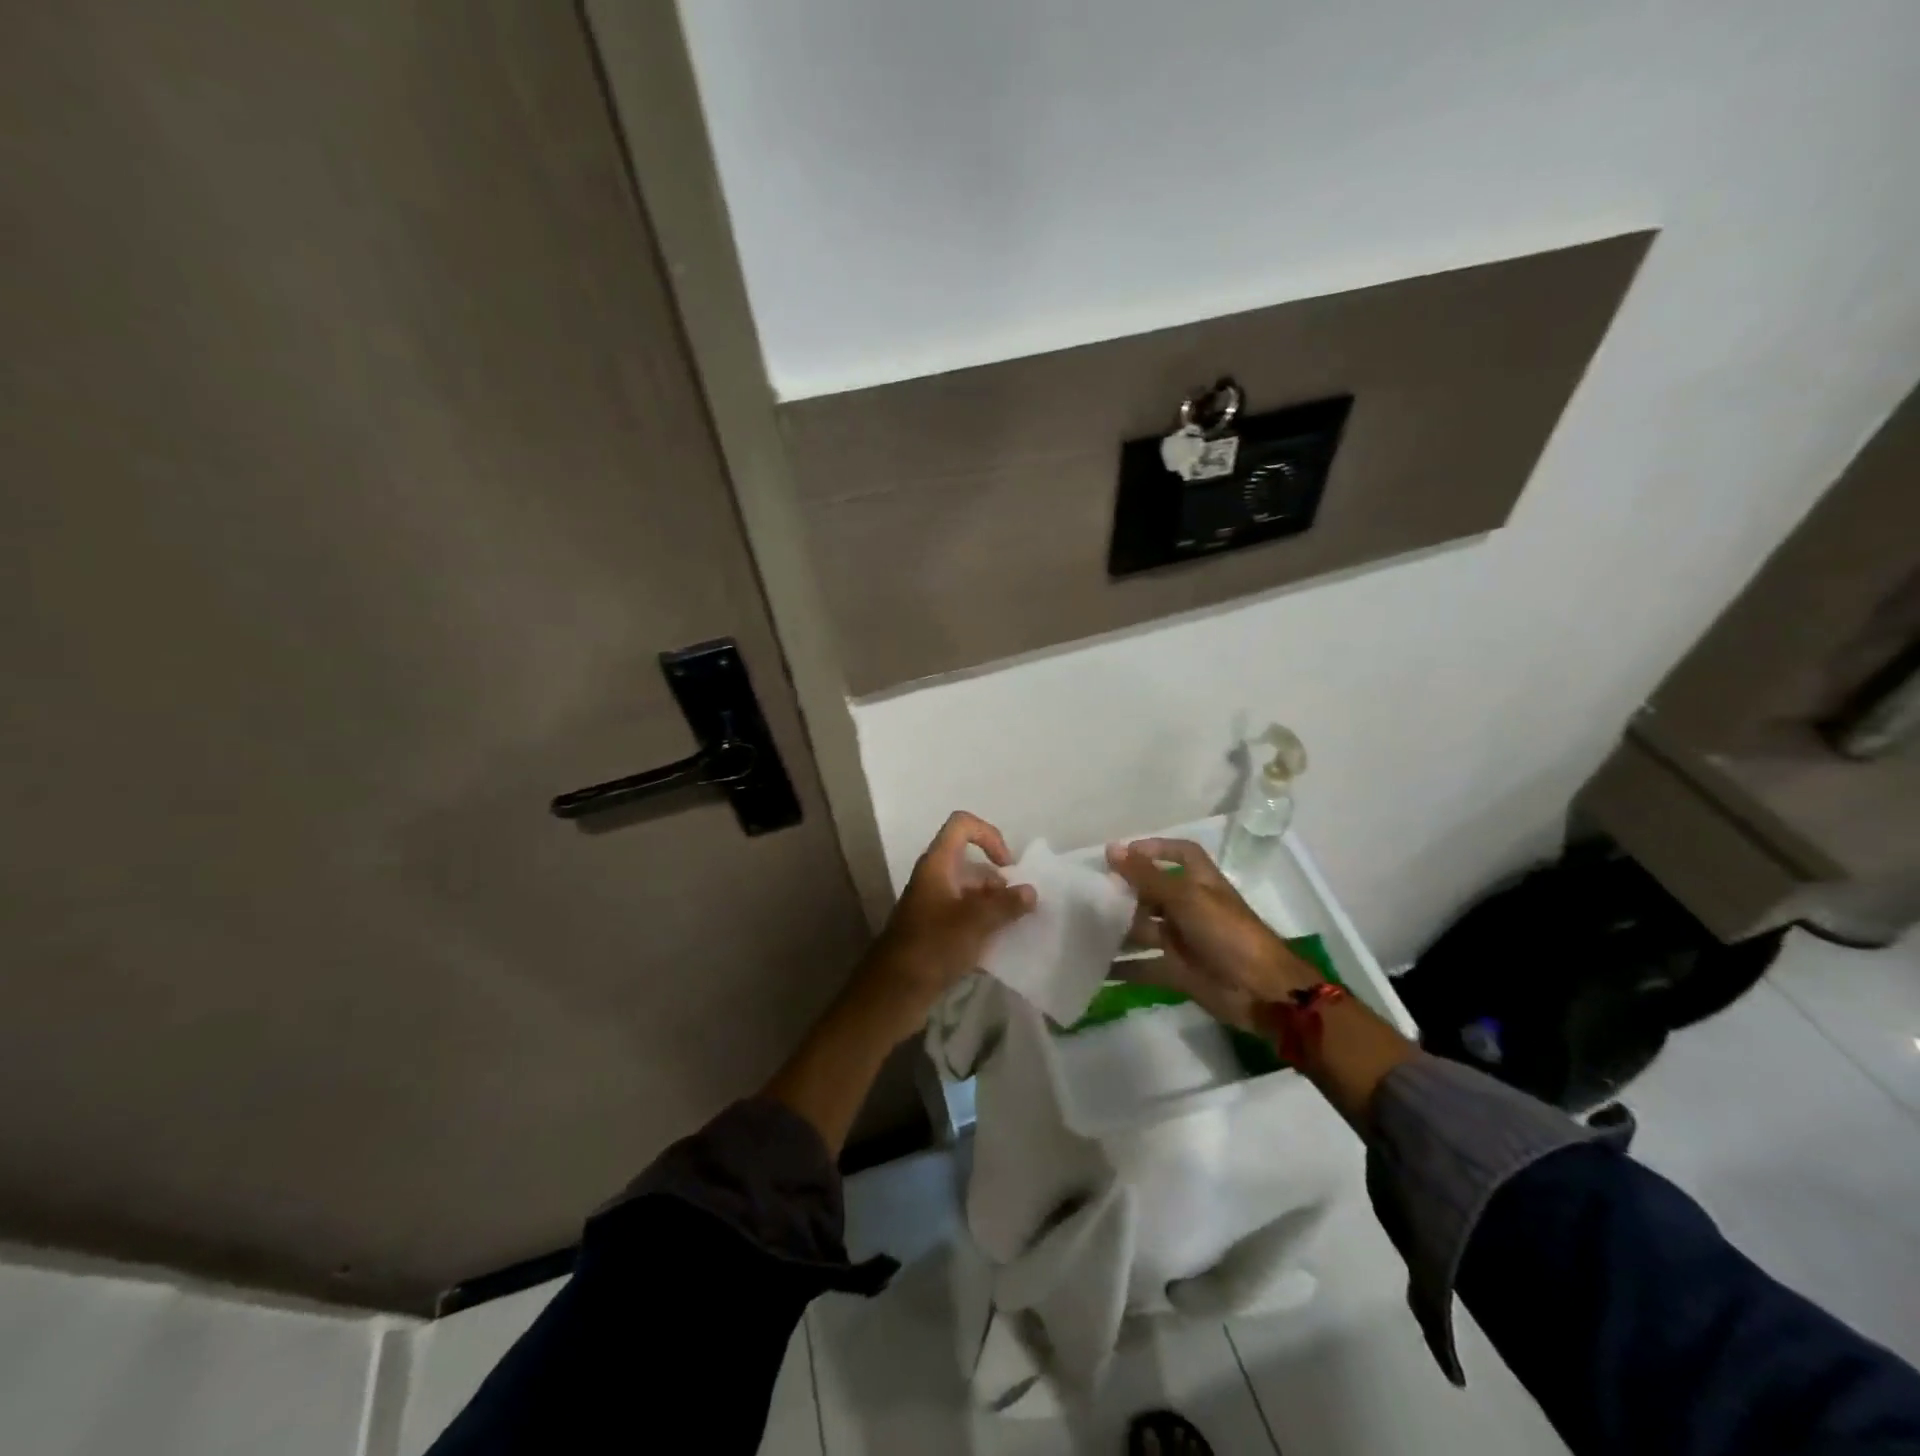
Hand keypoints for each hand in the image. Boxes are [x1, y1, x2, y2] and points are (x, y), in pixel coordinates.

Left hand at [851, 811, 1034, 1035]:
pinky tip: (1000, 948)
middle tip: (1020, 909)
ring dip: (994, 907)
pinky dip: (983, 926)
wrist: (893, 992)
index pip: (962, 826)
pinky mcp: (935, 932)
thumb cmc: (932, 946)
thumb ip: (1006, 905)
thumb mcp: (975, 923)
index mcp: (937, 865)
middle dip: (999, 882)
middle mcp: (934, 879)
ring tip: (1016, 929)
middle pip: (972, 864)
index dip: (989, 835)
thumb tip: (1030, 892)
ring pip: (971, 894)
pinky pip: (965, 918)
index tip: (1007, 866)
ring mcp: (933, 906)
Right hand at [1105, 838, 1320, 1030]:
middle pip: (1154, 893)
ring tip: (1083, 929)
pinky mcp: (1177, 971)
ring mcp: (1183, 941)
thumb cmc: (1227, 933)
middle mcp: (1191, 908)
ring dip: (1118, 930)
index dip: (1157, 848)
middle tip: (1090, 893)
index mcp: (1201, 883)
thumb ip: (1146, 876)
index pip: (1181, 854)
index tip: (1124, 853)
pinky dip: (1122, 969)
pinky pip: (1143, 967)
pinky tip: (1095, 969)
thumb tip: (1112, 848)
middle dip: (1126, 892)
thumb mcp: (1186, 898)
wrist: (1261, 992)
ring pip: (1144, 929)